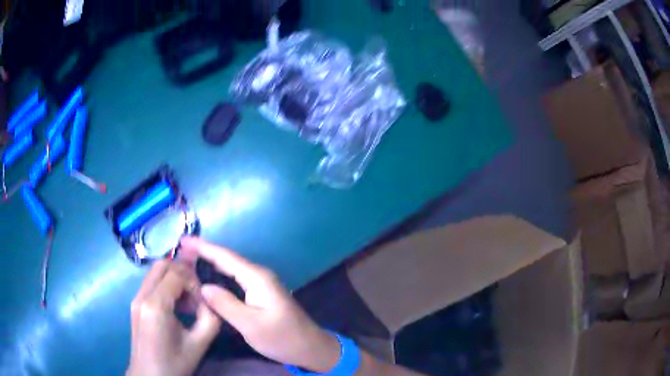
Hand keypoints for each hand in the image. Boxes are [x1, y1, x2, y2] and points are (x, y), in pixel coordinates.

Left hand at [127, 260, 221, 375]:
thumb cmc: (174, 363)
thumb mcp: (199, 344)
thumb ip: (210, 318)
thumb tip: (211, 300)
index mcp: (156, 305)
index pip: (176, 273)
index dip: (194, 281)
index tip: (204, 300)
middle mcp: (142, 295)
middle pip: (162, 264)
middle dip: (183, 272)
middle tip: (196, 293)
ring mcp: (136, 298)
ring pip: (155, 272)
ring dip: (174, 278)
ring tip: (188, 302)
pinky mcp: (135, 303)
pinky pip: (151, 283)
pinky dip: (166, 285)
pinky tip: (176, 306)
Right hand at [179, 237, 340, 372]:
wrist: (310, 348)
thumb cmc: (281, 338)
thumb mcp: (251, 325)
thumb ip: (226, 304)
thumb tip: (203, 287)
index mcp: (257, 278)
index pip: (225, 257)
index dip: (203, 247)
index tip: (183, 240)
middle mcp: (259, 275)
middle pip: (227, 259)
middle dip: (203, 253)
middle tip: (180, 252)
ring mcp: (261, 284)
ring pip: (231, 269)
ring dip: (210, 264)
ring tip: (188, 261)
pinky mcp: (261, 293)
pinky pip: (235, 279)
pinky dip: (219, 276)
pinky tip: (208, 279)